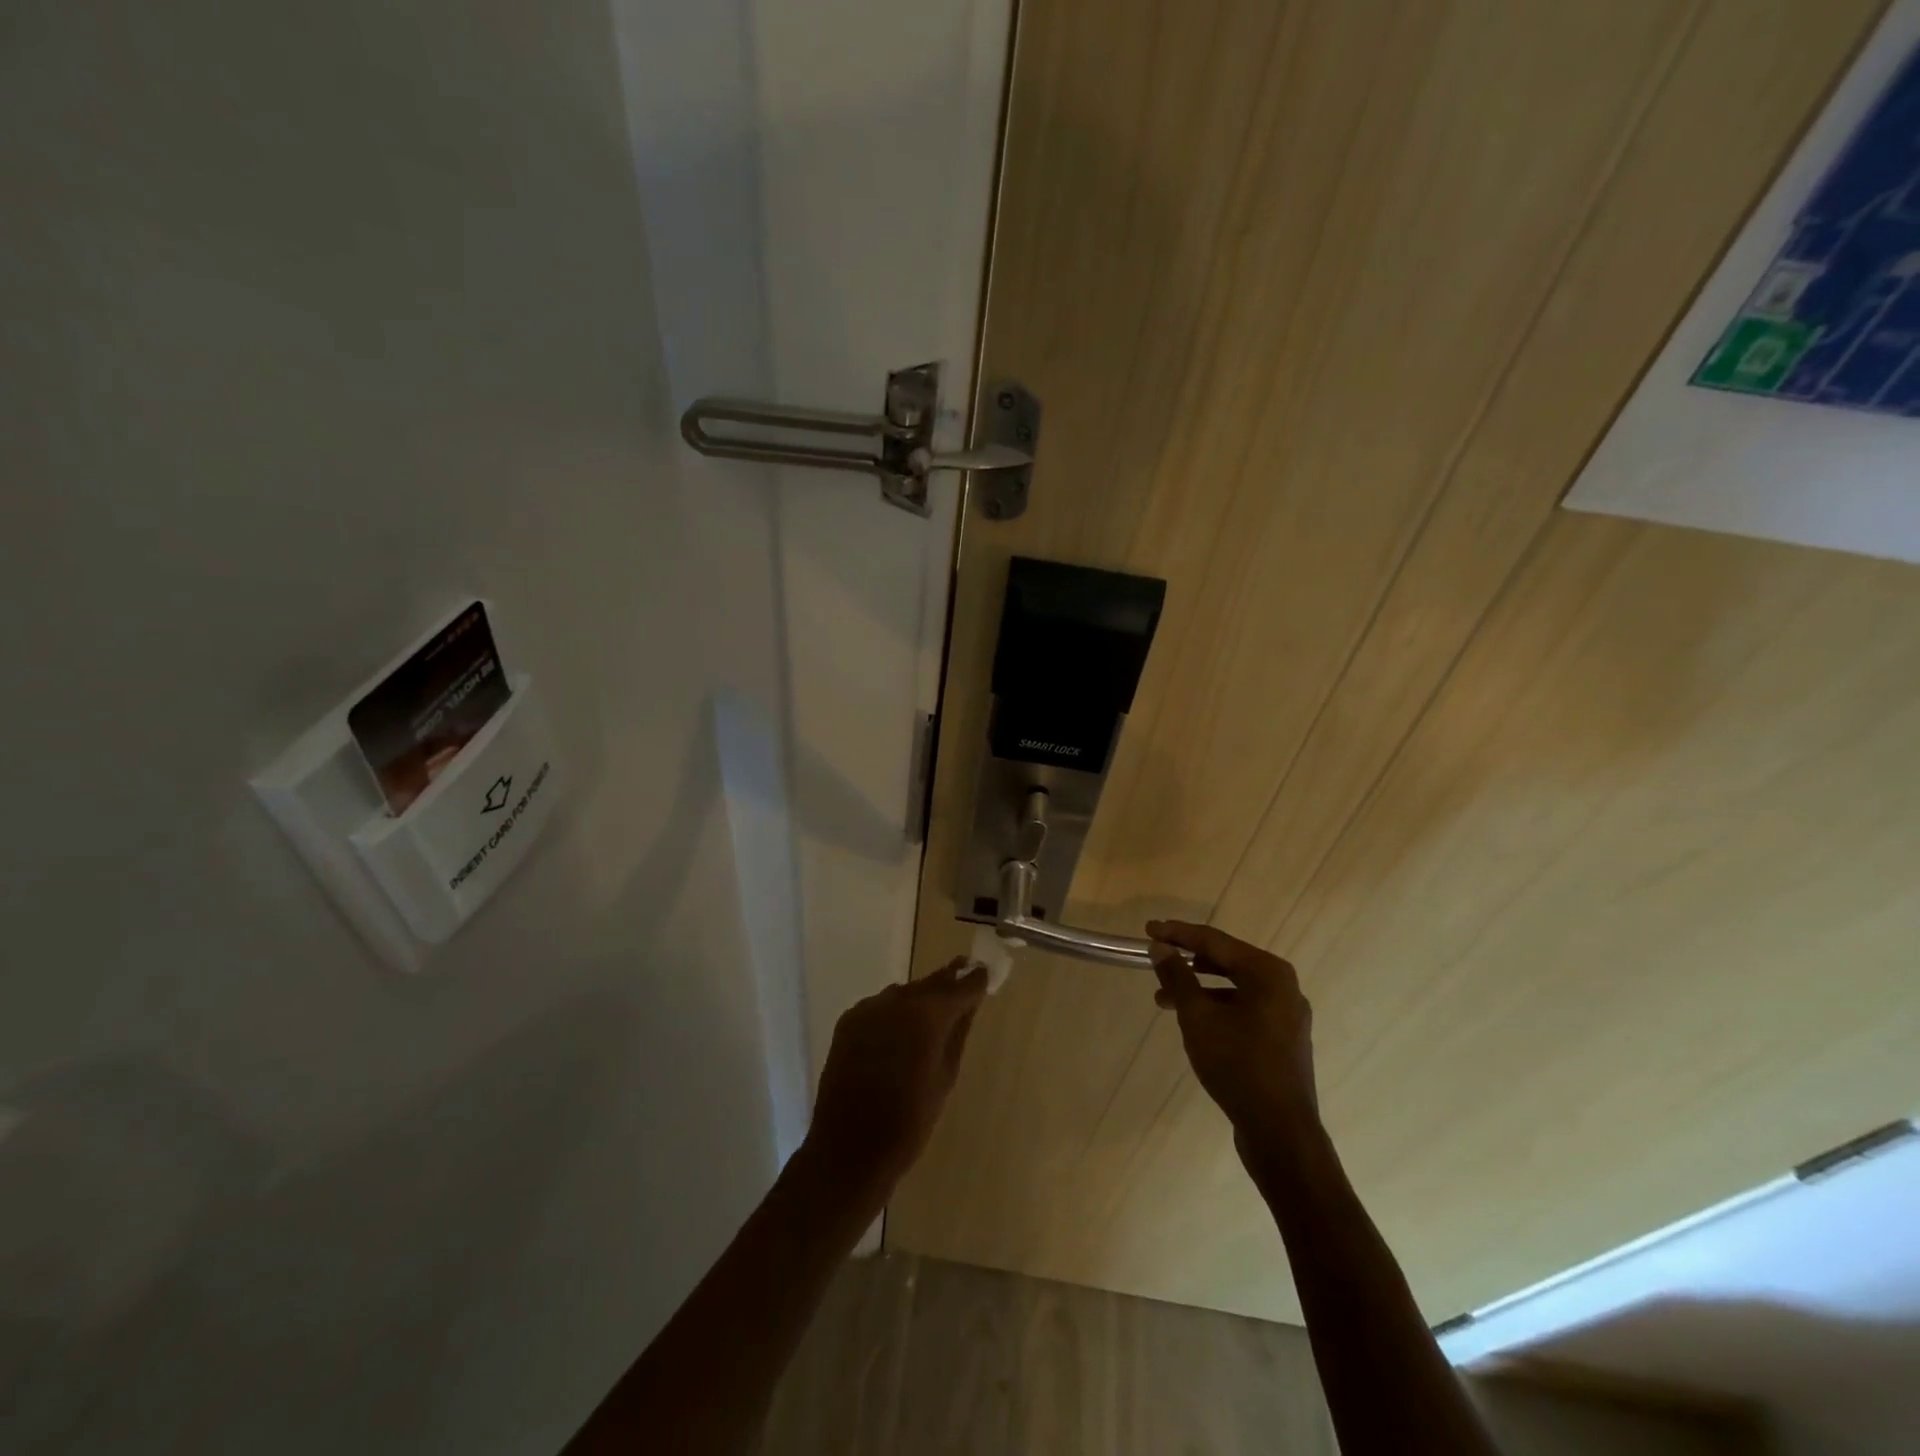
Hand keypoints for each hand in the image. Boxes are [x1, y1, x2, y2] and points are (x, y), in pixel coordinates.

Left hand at [802, 958, 987, 1201]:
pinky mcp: (848, 1021)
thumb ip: (958, 1033)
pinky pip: (880, 1007)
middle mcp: (896, 1001)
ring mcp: (868, 1008)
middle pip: (930, 983)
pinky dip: (894, 1014)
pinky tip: (898, 1034)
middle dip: (948, 983)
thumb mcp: (945, 1078)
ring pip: (904, 994)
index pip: (959, 985)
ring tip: (931, 1017)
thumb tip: (970, 1004)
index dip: (975, 980)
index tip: (985, 973)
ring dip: (919, 1000)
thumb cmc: (908, 1122)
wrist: (848, 1149)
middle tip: (964, 980)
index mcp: (927, 1015)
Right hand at [1146, 921, 1318, 1155]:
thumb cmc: (1238, 1065)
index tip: (1148, 930)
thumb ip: (1178, 977)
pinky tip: (1193, 1020)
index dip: (1178, 934)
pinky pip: (1244, 1008)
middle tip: (1156, 955)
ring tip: (1163, 997)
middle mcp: (1284, 986)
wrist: (1281, 1132)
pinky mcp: (1283, 1039)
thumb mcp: (1198, 1017)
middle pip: (1227, 960)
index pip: (1215, 941)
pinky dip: (1216, 1006)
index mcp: (1268, 973)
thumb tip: (1160, 947)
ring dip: (1198, 986)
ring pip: (1234, 986)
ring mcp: (1287, 1014)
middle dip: (1188, 959)